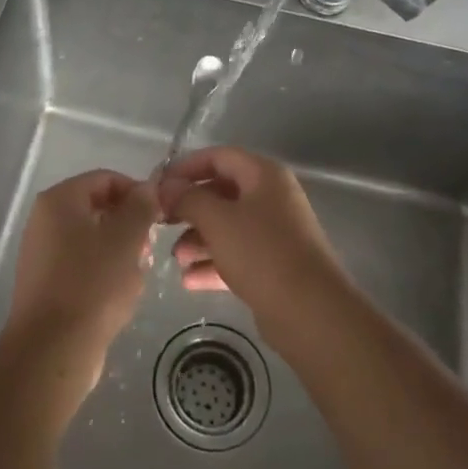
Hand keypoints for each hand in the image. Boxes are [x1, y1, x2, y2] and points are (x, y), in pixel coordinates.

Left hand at [2, 169, 157, 387]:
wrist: (53, 349)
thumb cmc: (93, 284)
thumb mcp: (127, 239)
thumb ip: (141, 207)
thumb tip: (148, 188)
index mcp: (59, 201)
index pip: (105, 179)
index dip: (137, 192)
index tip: (161, 215)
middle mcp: (44, 221)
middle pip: (98, 208)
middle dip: (130, 226)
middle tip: (150, 249)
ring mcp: (42, 254)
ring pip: (93, 240)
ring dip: (121, 252)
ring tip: (138, 274)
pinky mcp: (46, 284)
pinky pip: (83, 266)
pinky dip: (105, 273)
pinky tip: (121, 294)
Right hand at [156, 147, 347, 332]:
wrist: (310, 311)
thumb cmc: (261, 253)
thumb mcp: (217, 220)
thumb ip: (188, 199)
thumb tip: (167, 187)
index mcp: (264, 175)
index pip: (219, 157)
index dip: (185, 167)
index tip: (157, 185)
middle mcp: (271, 198)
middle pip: (222, 192)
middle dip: (190, 208)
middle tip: (161, 222)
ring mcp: (275, 233)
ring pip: (228, 227)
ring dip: (198, 240)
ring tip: (176, 258)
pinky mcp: (274, 266)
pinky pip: (237, 256)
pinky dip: (213, 263)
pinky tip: (189, 280)